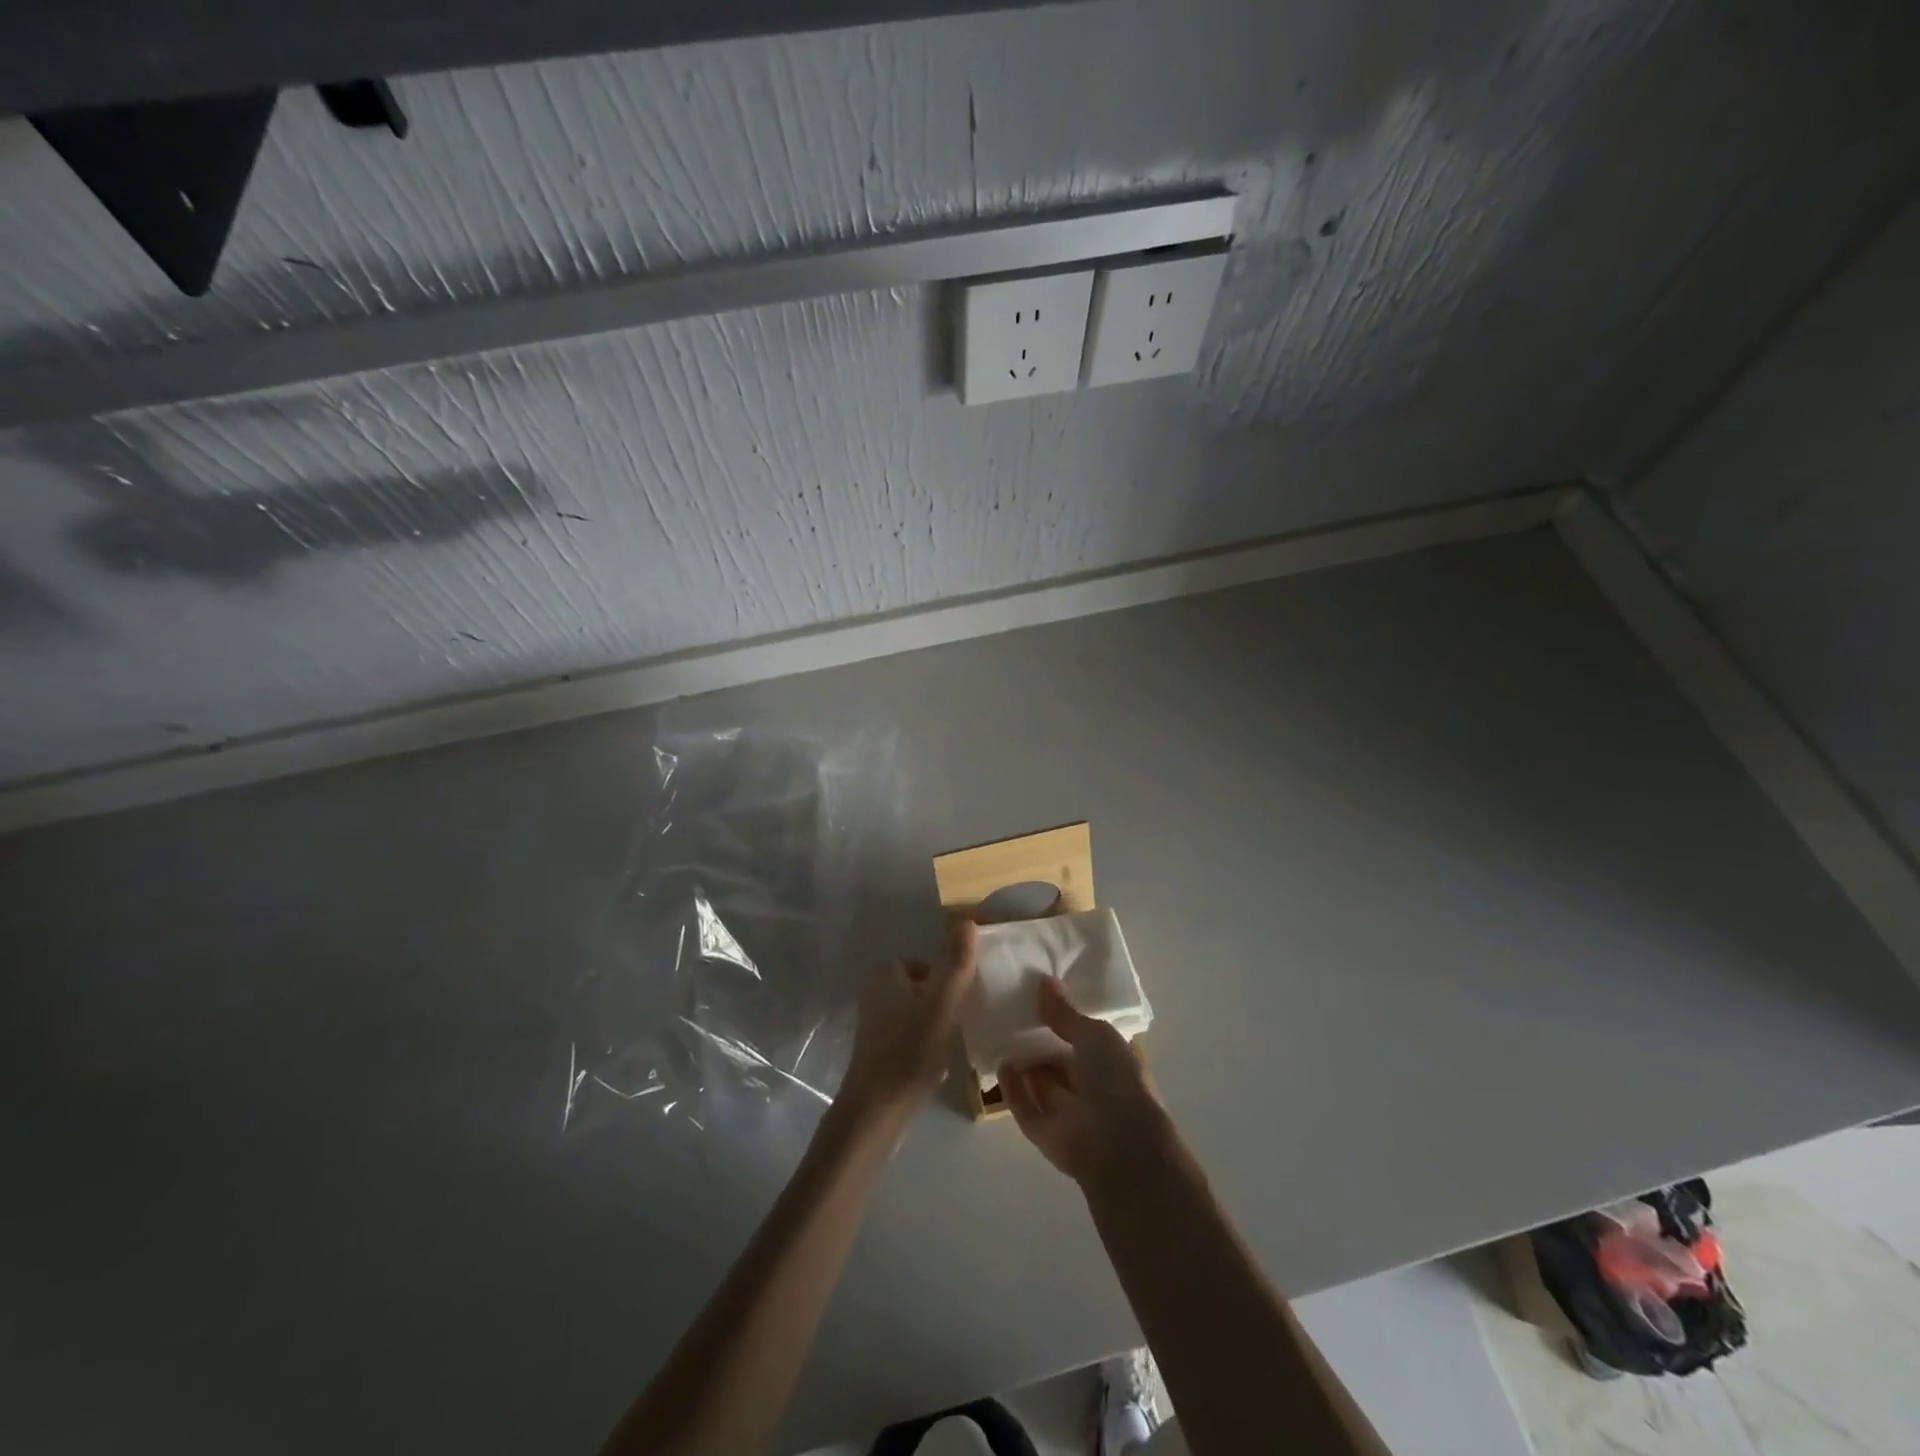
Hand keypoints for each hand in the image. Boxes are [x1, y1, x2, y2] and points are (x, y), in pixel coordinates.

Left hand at [838, 918, 978, 1124]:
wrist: (875, 1111)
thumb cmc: (909, 1051)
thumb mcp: (941, 1004)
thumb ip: (956, 964)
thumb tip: (967, 921)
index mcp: (886, 976)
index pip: (923, 962)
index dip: (945, 976)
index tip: (964, 997)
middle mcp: (875, 995)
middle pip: (920, 987)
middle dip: (942, 1001)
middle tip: (961, 1020)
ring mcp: (874, 1026)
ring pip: (915, 1013)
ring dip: (935, 1024)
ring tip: (952, 1042)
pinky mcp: (876, 1053)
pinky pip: (908, 1037)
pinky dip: (923, 1045)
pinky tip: (936, 1064)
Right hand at [999, 977, 1168, 1190]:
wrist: (1119, 1146)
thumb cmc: (1116, 1079)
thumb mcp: (1094, 1034)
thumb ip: (1066, 1013)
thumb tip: (1045, 982)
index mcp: (1112, 1064)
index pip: (1087, 1040)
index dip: (1066, 1021)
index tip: (1040, 999)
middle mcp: (1092, 1089)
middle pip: (1061, 1063)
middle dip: (1042, 1043)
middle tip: (1014, 1015)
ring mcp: (1069, 1114)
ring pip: (1043, 1086)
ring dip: (1026, 1065)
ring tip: (1002, 1035)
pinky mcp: (1046, 1135)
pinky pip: (1026, 1108)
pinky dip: (1013, 1090)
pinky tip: (1001, 1066)